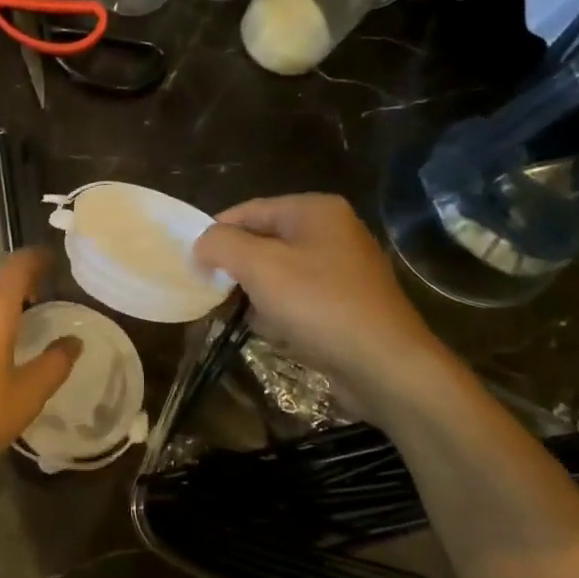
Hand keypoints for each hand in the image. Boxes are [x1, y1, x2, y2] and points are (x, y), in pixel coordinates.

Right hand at [193, 194, 451, 422]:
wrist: (385, 366)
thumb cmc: (319, 305)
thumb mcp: (259, 267)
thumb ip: (221, 245)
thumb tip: (202, 243)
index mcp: (315, 211)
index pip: (249, 211)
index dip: (216, 234)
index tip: (192, 263)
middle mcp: (333, 232)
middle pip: (264, 242)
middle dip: (238, 269)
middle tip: (214, 293)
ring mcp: (344, 270)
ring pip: (279, 274)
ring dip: (258, 296)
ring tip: (249, 318)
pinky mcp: (348, 304)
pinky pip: (300, 299)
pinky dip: (282, 313)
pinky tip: (277, 333)